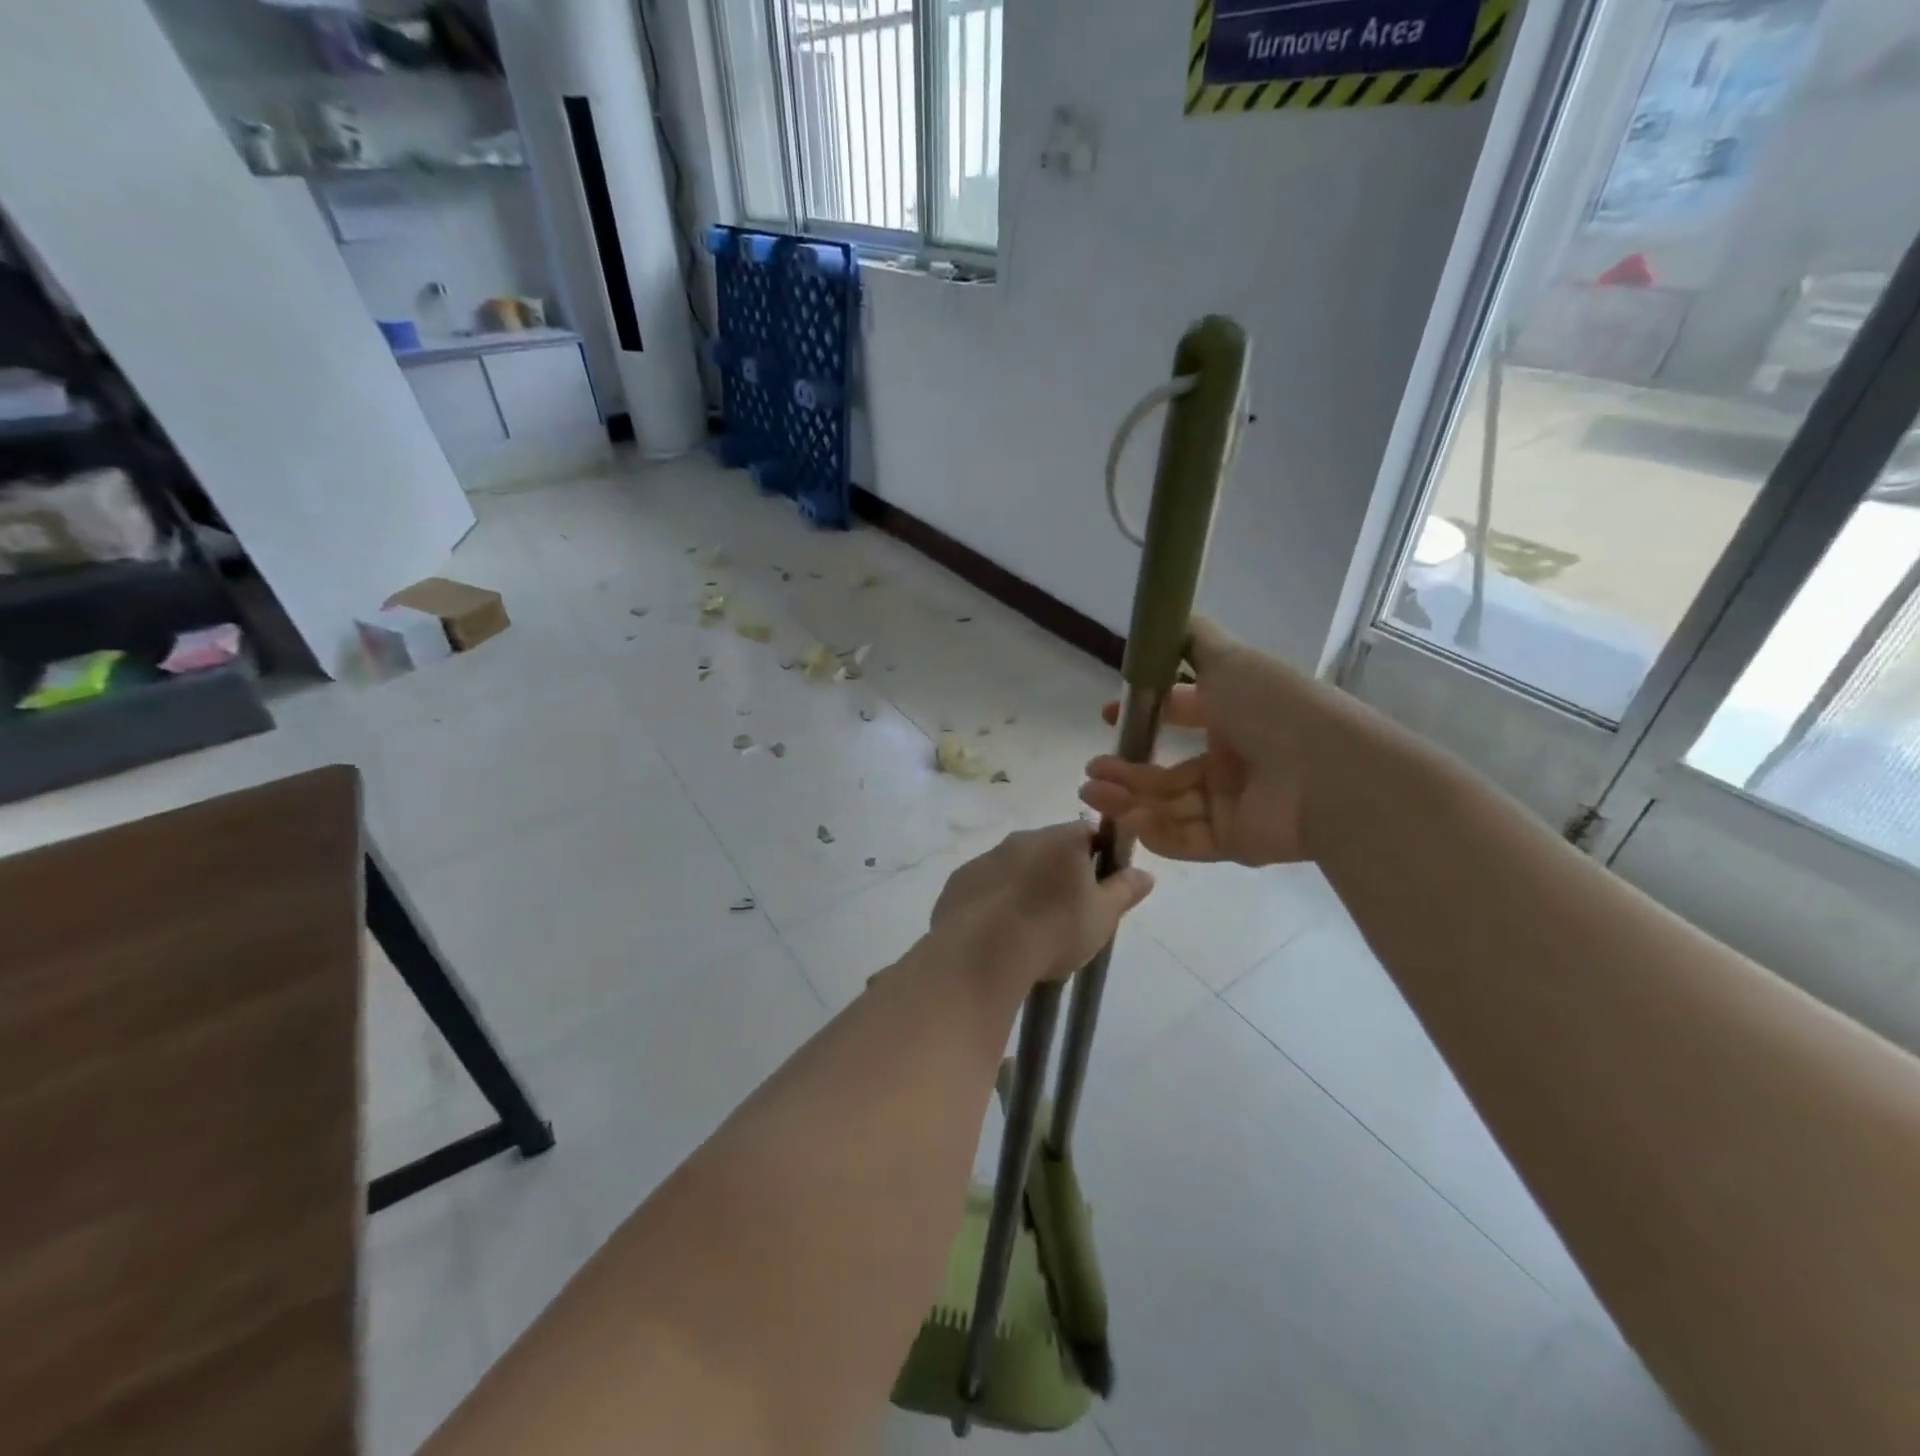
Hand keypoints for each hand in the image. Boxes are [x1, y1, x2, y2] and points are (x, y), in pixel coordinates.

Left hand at [931, 822, 1154, 986]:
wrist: (982, 952)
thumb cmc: (1053, 930)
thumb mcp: (1102, 916)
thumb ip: (1125, 890)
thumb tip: (1145, 873)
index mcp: (1060, 840)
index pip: (1088, 833)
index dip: (1098, 856)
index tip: (1098, 887)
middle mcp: (1022, 838)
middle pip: (1049, 848)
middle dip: (1059, 872)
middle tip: (1067, 912)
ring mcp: (986, 857)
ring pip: (1015, 865)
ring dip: (1025, 885)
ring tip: (1030, 927)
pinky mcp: (960, 880)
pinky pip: (986, 884)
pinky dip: (995, 900)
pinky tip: (998, 931)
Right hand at [1079, 617, 1359, 865]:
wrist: (1327, 773)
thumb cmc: (1273, 708)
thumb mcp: (1229, 659)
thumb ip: (1192, 640)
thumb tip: (1166, 612)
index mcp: (1235, 716)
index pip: (1182, 715)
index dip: (1146, 715)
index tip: (1110, 716)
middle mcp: (1234, 761)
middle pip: (1168, 771)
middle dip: (1126, 770)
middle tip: (1092, 769)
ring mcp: (1234, 805)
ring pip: (1170, 805)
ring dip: (1129, 799)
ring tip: (1092, 791)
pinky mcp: (1235, 843)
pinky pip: (1186, 838)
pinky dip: (1155, 830)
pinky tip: (1127, 817)